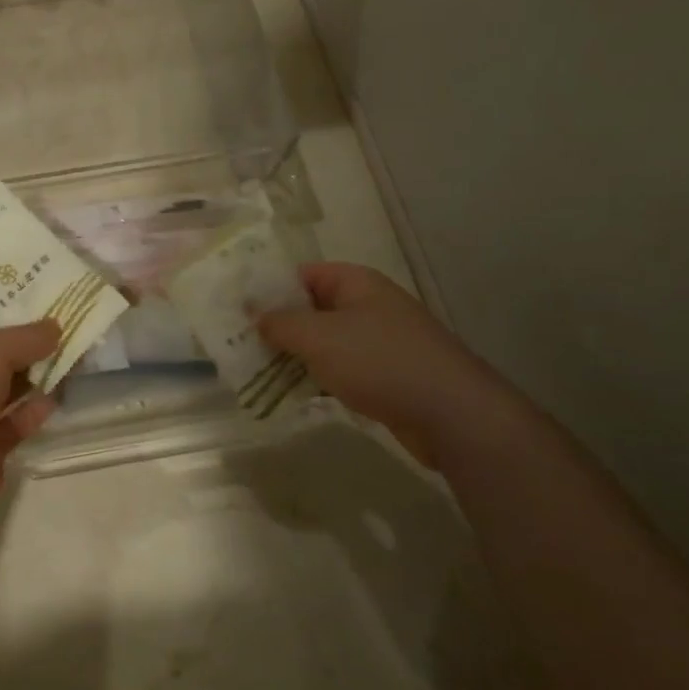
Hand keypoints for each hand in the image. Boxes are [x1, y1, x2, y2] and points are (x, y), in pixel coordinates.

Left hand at [0, 310, 59, 519]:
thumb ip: (24, 336)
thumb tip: (55, 328)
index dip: (4, 304)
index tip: (43, 293)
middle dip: (29, 339)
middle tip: (69, 321)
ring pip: (7, 387)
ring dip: (37, 373)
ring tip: (76, 353)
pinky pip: (15, 421)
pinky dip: (35, 409)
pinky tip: (60, 395)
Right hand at [258, 263, 511, 465]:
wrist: (452, 414)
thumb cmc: (380, 362)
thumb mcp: (319, 337)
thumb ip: (281, 323)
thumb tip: (254, 313)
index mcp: (355, 284)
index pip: (302, 274)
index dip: (269, 288)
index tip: (236, 309)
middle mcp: (367, 306)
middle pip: (311, 308)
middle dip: (276, 325)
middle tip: (238, 342)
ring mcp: (378, 342)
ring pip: (323, 342)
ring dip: (293, 355)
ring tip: (254, 369)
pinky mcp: (383, 376)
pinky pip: (338, 369)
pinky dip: (315, 378)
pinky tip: (290, 393)